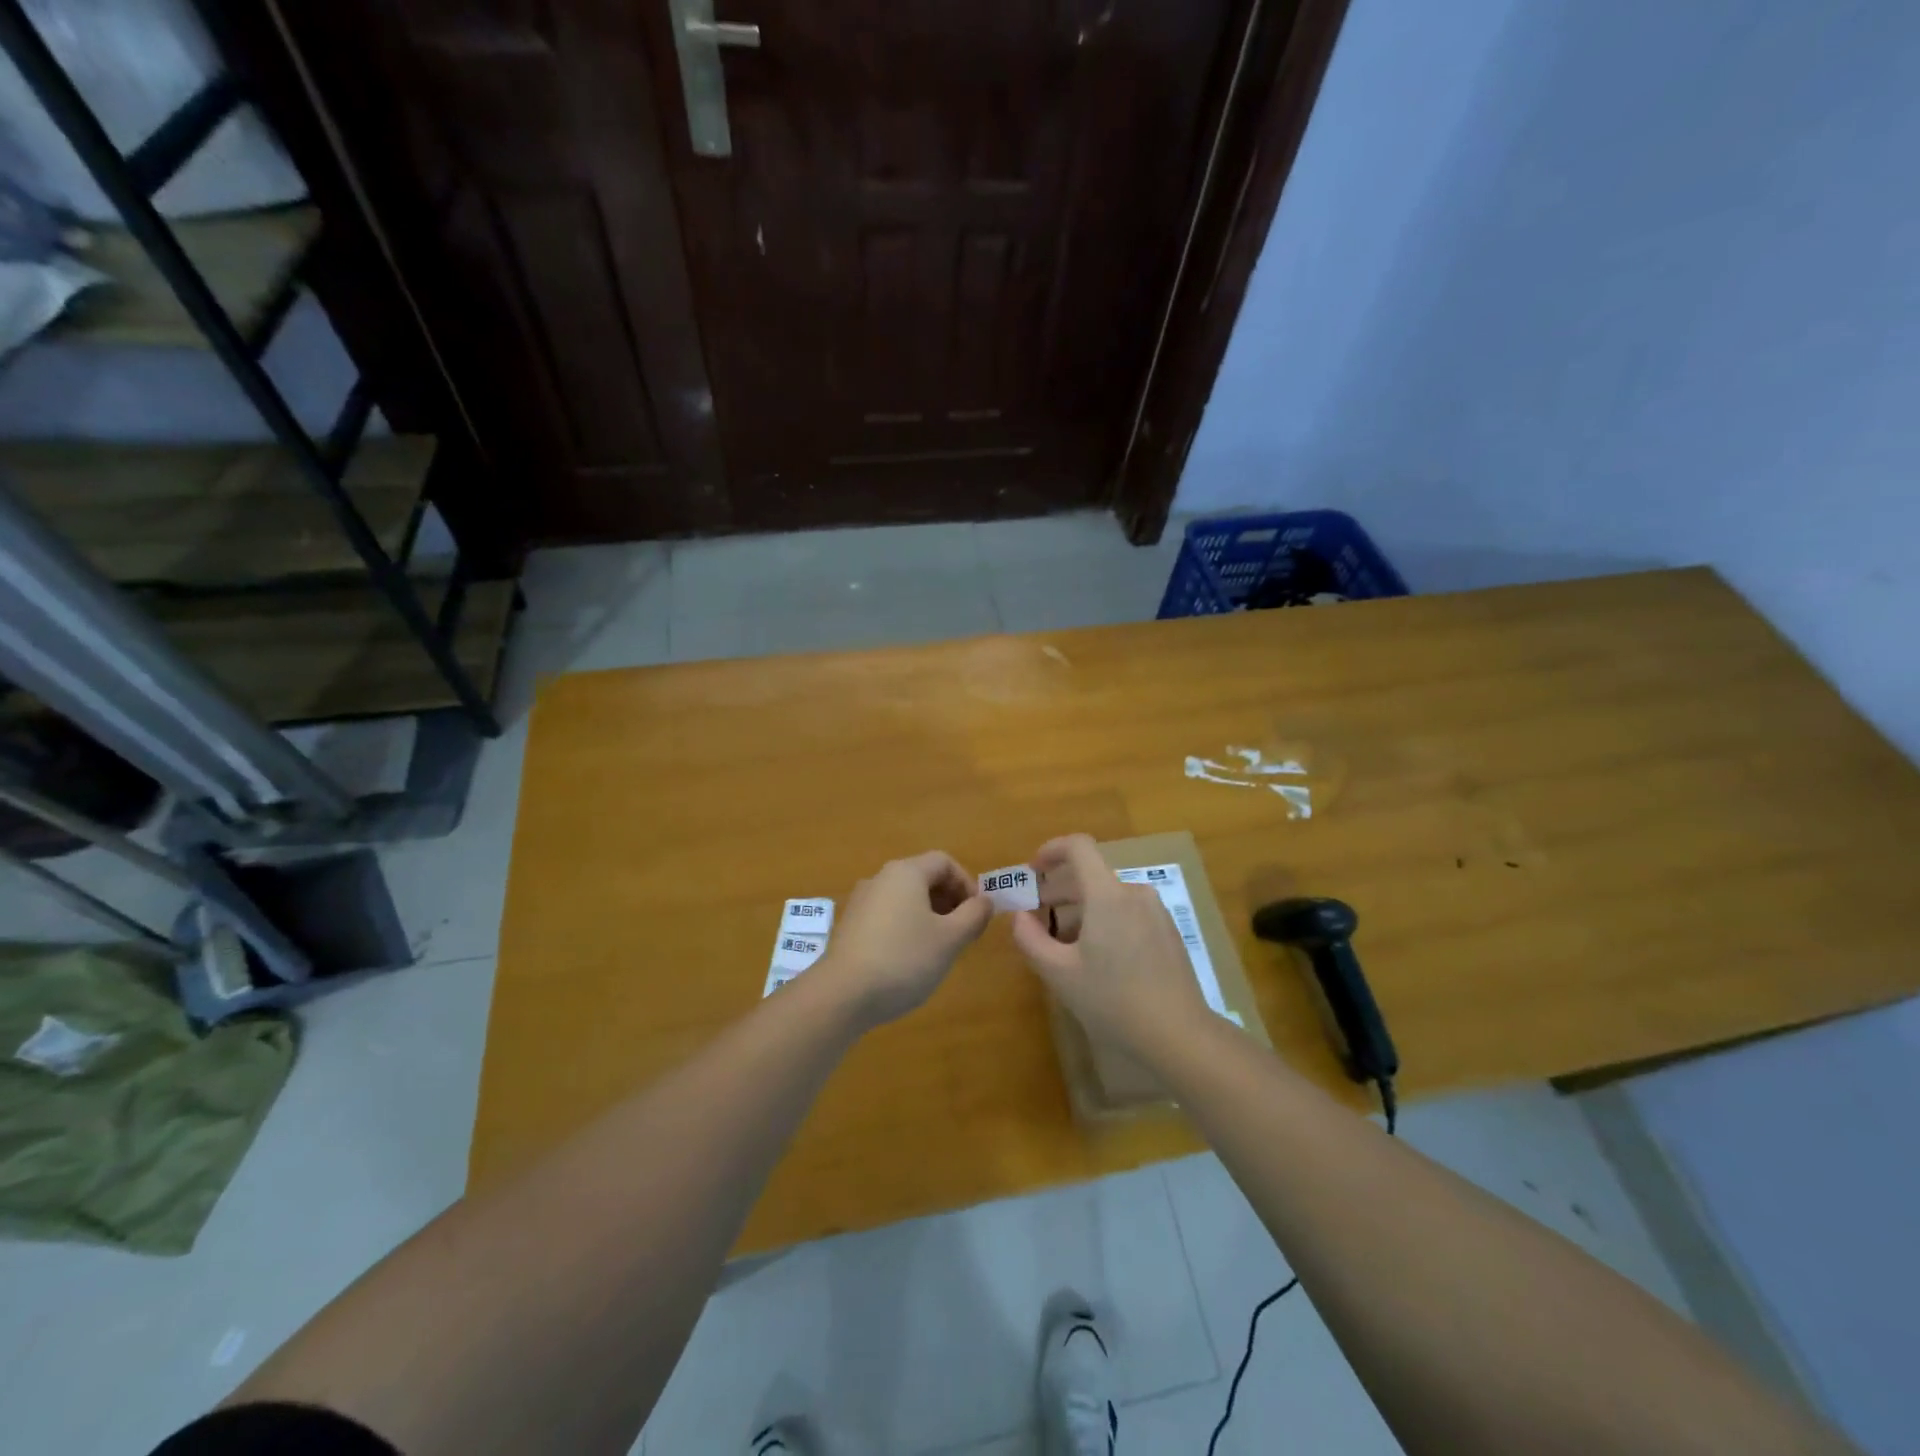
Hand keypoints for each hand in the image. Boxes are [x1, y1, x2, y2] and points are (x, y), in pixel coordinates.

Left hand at [817, 851, 992, 1028]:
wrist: (842, 994)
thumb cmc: (904, 959)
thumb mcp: (950, 939)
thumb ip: (974, 915)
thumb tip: (984, 901)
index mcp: (905, 872)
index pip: (944, 862)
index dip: (967, 883)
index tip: (977, 914)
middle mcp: (880, 879)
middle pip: (923, 877)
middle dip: (949, 900)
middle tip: (963, 932)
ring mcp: (861, 902)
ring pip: (904, 898)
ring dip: (928, 916)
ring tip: (939, 948)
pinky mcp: (849, 927)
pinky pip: (886, 916)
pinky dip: (905, 927)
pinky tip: (909, 960)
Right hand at [1010, 833, 1212, 1060]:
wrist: (1179, 1035)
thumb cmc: (1113, 1000)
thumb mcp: (1059, 973)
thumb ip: (1031, 939)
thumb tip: (1020, 917)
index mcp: (1108, 894)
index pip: (1078, 847)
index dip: (1051, 850)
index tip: (1032, 871)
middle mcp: (1134, 893)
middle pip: (1091, 874)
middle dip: (1058, 889)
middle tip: (1035, 915)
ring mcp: (1156, 912)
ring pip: (1108, 896)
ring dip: (1080, 908)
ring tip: (1062, 943)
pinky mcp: (1168, 932)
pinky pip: (1127, 912)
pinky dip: (1104, 920)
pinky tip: (1096, 957)